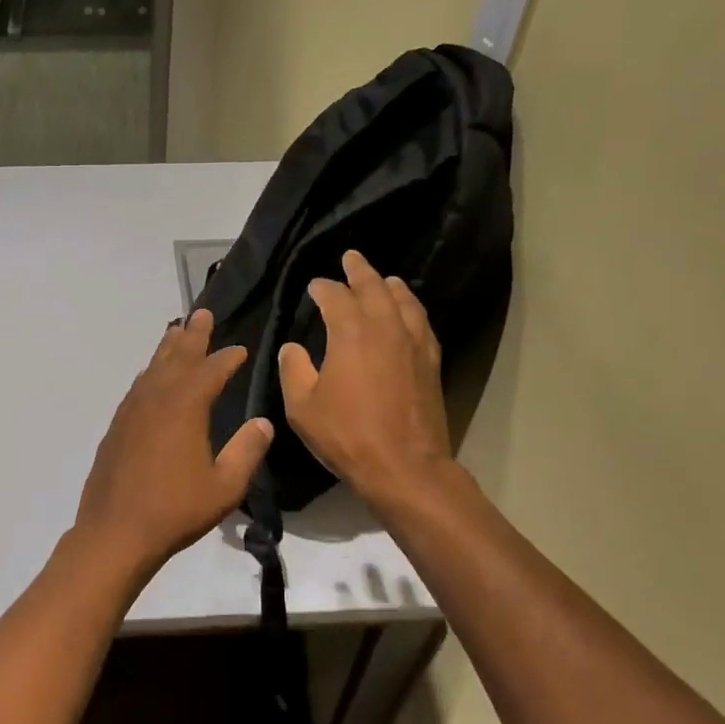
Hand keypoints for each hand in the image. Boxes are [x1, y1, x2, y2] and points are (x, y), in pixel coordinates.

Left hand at [74, 309, 273, 576]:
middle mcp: (156, 399)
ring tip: (177, 332)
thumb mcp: (225, 486)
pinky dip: (150, 374)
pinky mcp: (117, 426)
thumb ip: (246, 451)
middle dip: (193, 336)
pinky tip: (152, 377)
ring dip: (168, 348)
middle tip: (202, 314)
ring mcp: (132, 411)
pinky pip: (138, 387)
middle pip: (177, 357)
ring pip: (153, 369)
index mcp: (185, 408)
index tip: (241, 349)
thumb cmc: (176, 510)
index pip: (211, 371)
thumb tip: (263, 423)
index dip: (227, 358)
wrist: (115, 531)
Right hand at [280, 250, 457, 510]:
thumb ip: (294, 370)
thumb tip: (293, 347)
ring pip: (404, 301)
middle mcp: (385, 328)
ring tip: (384, 279)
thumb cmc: (347, 434)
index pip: (335, 297)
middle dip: (359, 271)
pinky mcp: (430, 361)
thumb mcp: (303, 406)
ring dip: (390, 286)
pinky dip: (412, 309)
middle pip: (374, 287)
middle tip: (351, 258)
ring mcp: (413, 343)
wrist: (404, 465)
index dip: (322, 288)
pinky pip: (421, 322)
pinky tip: (408, 313)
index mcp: (351, 333)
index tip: (314, 286)